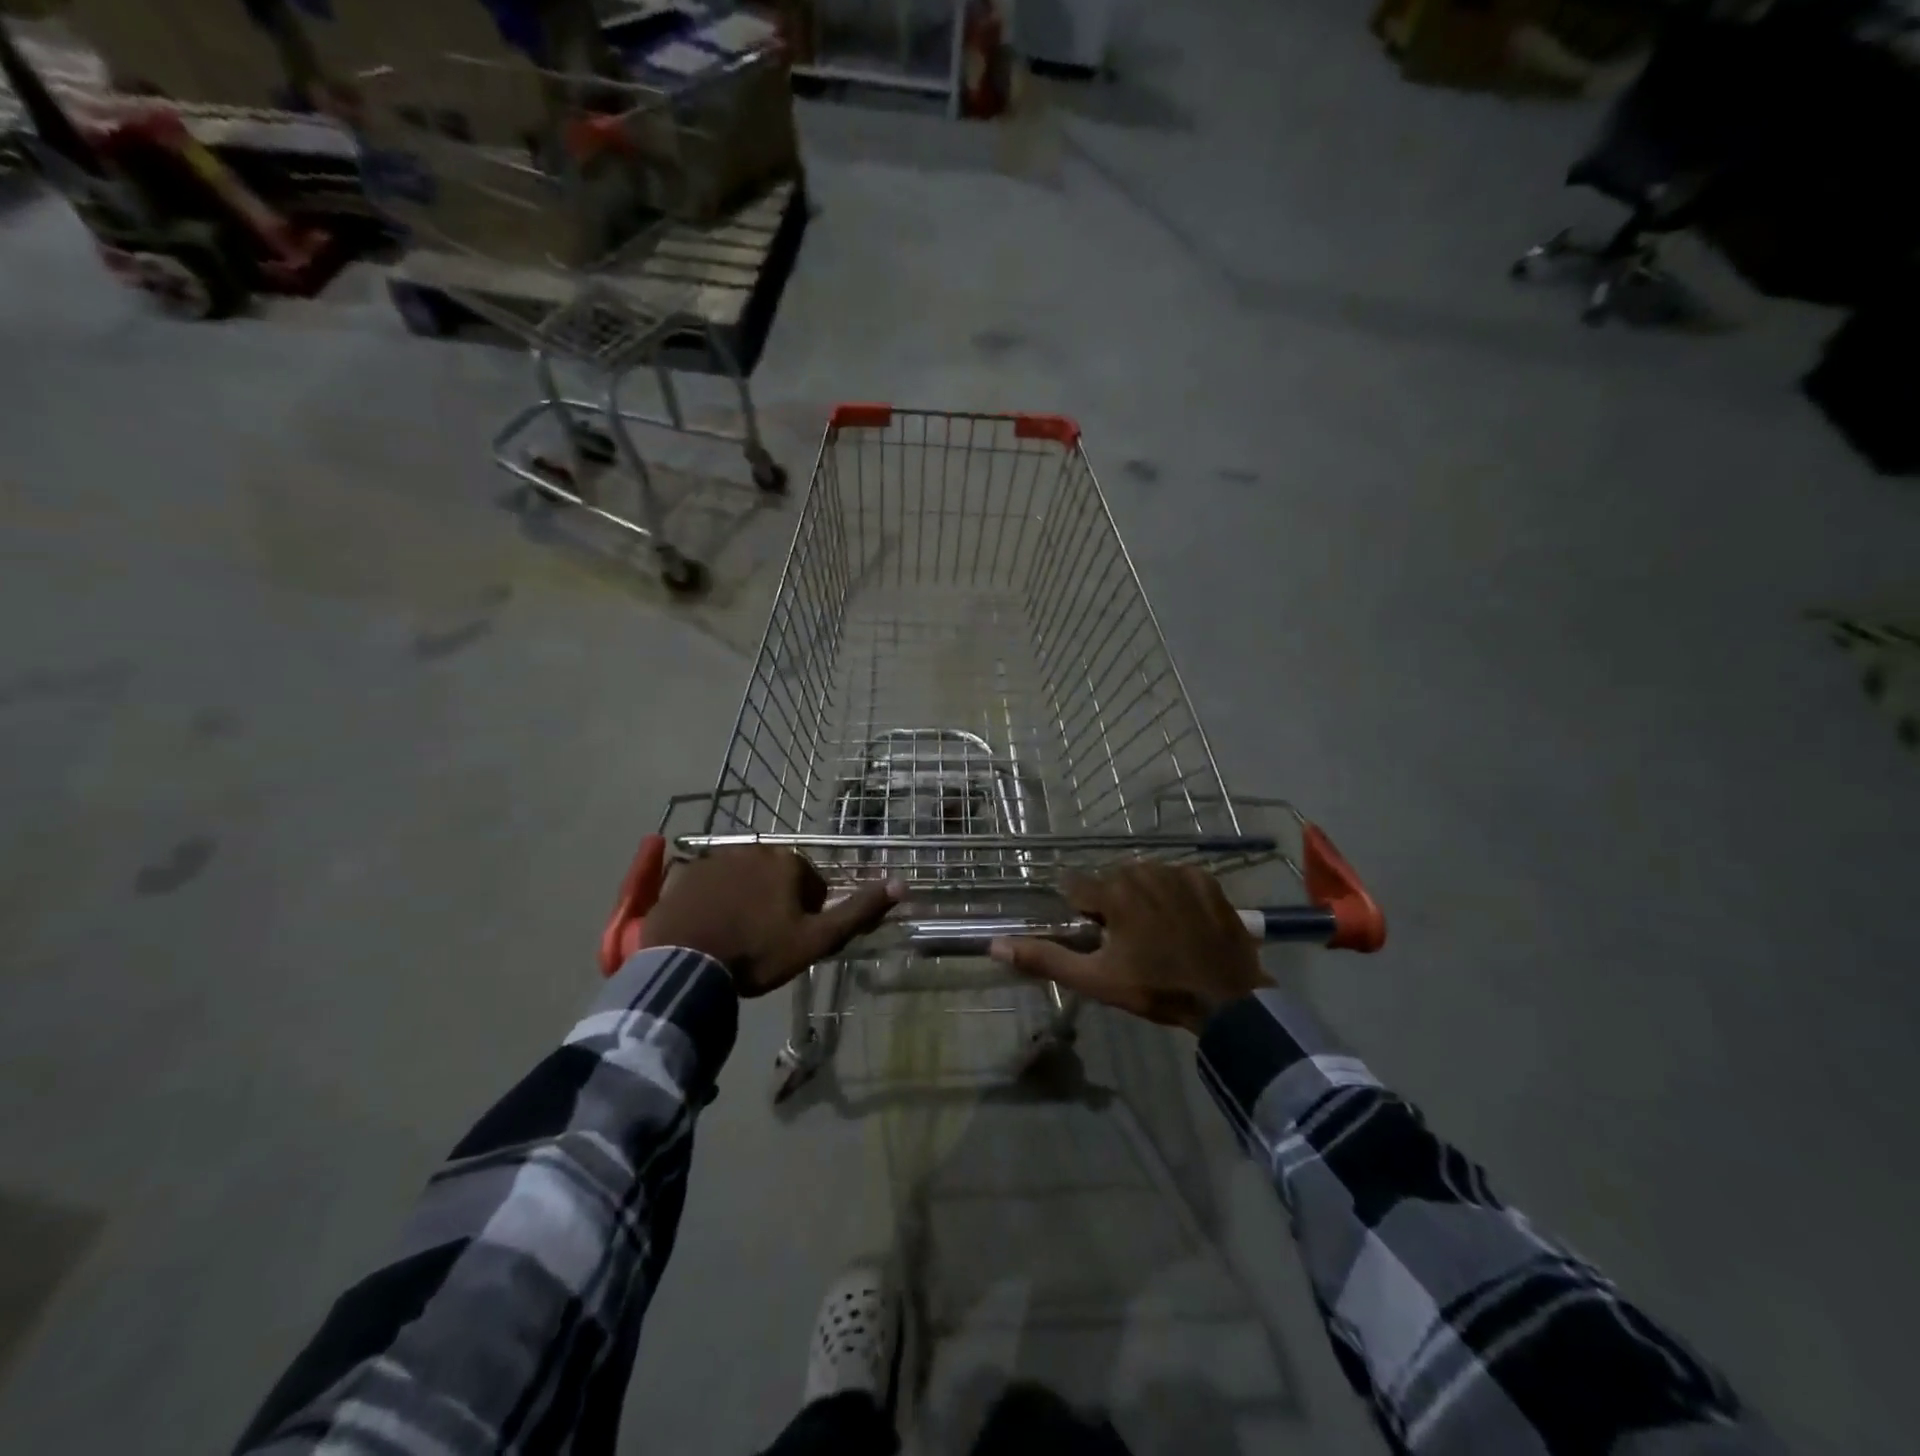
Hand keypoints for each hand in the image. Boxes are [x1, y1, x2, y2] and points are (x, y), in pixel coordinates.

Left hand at [639, 848, 901, 997]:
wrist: (686, 965)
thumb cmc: (757, 953)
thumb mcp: (817, 939)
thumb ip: (859, 911)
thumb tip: (902, 884)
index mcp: (789, 863)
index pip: (812, 886)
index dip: (806, 916)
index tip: (790, 941)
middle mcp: (755, 849)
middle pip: (776, 878)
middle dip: (775, 903)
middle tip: (762, 941)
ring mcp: (716, 859)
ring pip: (743, 879)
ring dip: (744, 900)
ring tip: (733, 937)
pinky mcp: (686, 873)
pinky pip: (710, 884)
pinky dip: (713, 901)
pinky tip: (707, 928)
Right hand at [989, 863, 1270, 1032]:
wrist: (1227, 999)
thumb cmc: (1155, 989)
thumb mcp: (1095, 980)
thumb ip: (1044, 958)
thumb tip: (995, 945)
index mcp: (1113, 892)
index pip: (1075, 885)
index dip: (1081, 911)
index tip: (1094, 935)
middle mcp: (1141, 870)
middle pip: (1110, 880)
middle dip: (1111, 904)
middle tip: (1127, 942)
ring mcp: (1177, 872)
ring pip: (1142, 876)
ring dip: (1141, 896)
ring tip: (1156, 933)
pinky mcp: (1205, 879)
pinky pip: (1175, 878)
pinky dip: (1172, 894)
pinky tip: (1181, 922)